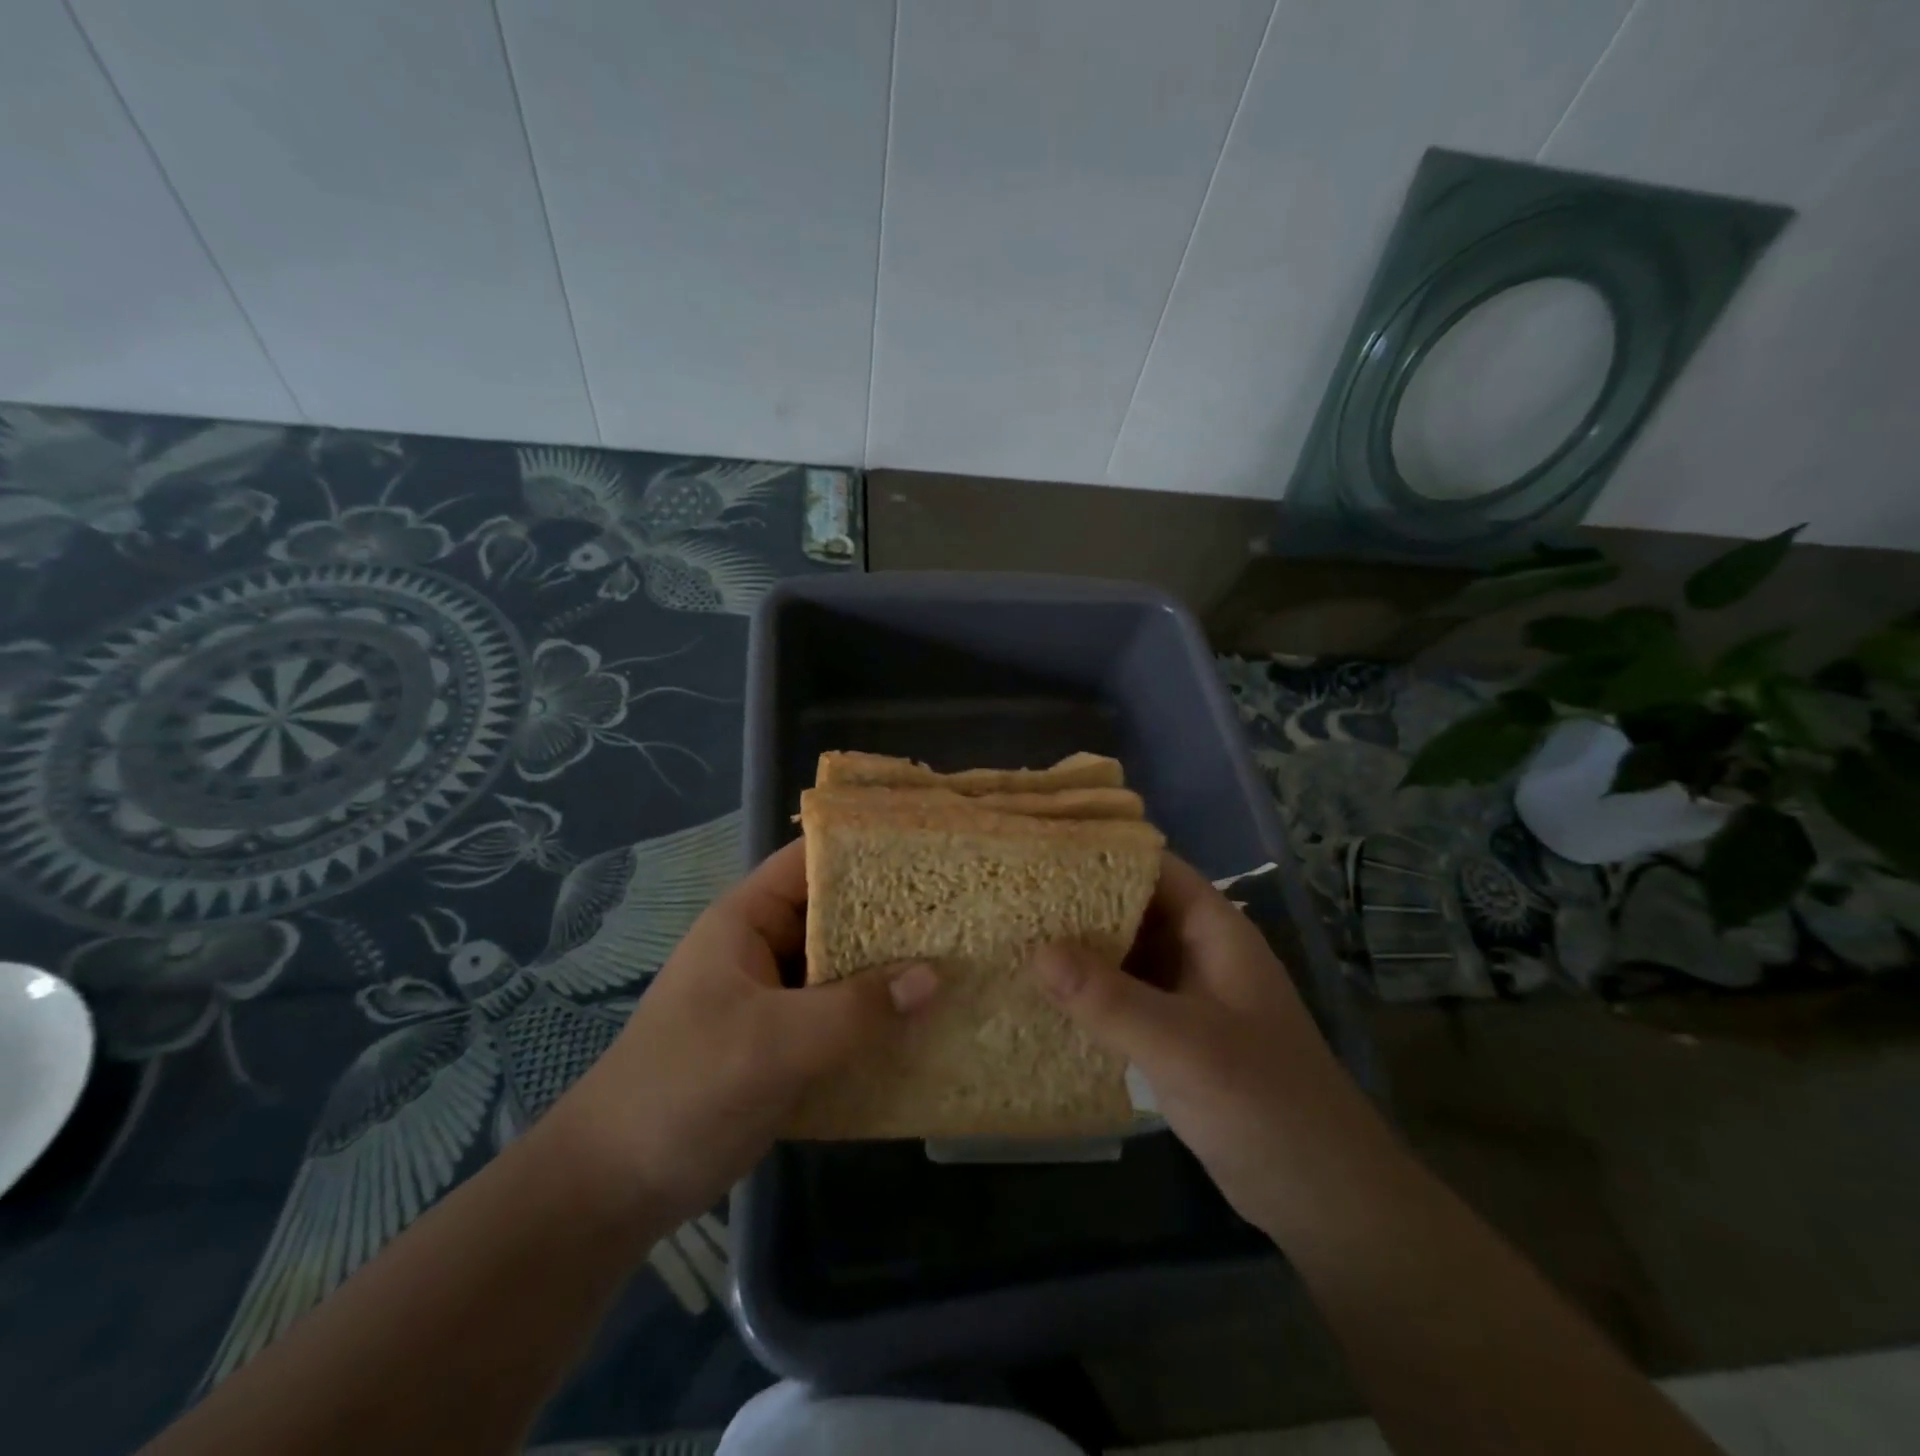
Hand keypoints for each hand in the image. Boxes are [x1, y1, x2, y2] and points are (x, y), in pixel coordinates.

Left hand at [552, 838, 937, 1223]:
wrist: (614, 1188)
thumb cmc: (684, 1089)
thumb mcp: (772, 1043)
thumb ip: (855, 1009)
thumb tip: (935, 976)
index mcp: (748, 920)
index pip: (813, 861)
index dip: (867, 850)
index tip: (932, 853)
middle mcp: (764, 948)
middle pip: (838, 916)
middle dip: (894, 918)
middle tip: (964, 915)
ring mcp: (775, 998)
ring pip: (844, 970)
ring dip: (890, 974)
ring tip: (961, 964)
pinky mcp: (785, 1044)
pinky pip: (841, 1017)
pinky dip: (876, 1019)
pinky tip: (925, 1027)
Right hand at [1030, 853, 1385, 1232]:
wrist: (1322, 1196)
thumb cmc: (1264, 1103)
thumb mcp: (1183, 1045)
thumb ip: (1110, 999)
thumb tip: (1036, 952)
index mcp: (1213, 930)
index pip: (1153, 867)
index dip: (1101, 852)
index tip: (1039, 849)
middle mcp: (1197, 951)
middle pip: (1130, 906)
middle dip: (1076, 900)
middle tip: (1010, 896)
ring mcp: (1185, 994)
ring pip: (1123, 953)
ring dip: (1077, 948)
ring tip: (1011, 936)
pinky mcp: (1172, 1034)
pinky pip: (1121, 996)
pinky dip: (1087, 992)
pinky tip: (1040, 996)